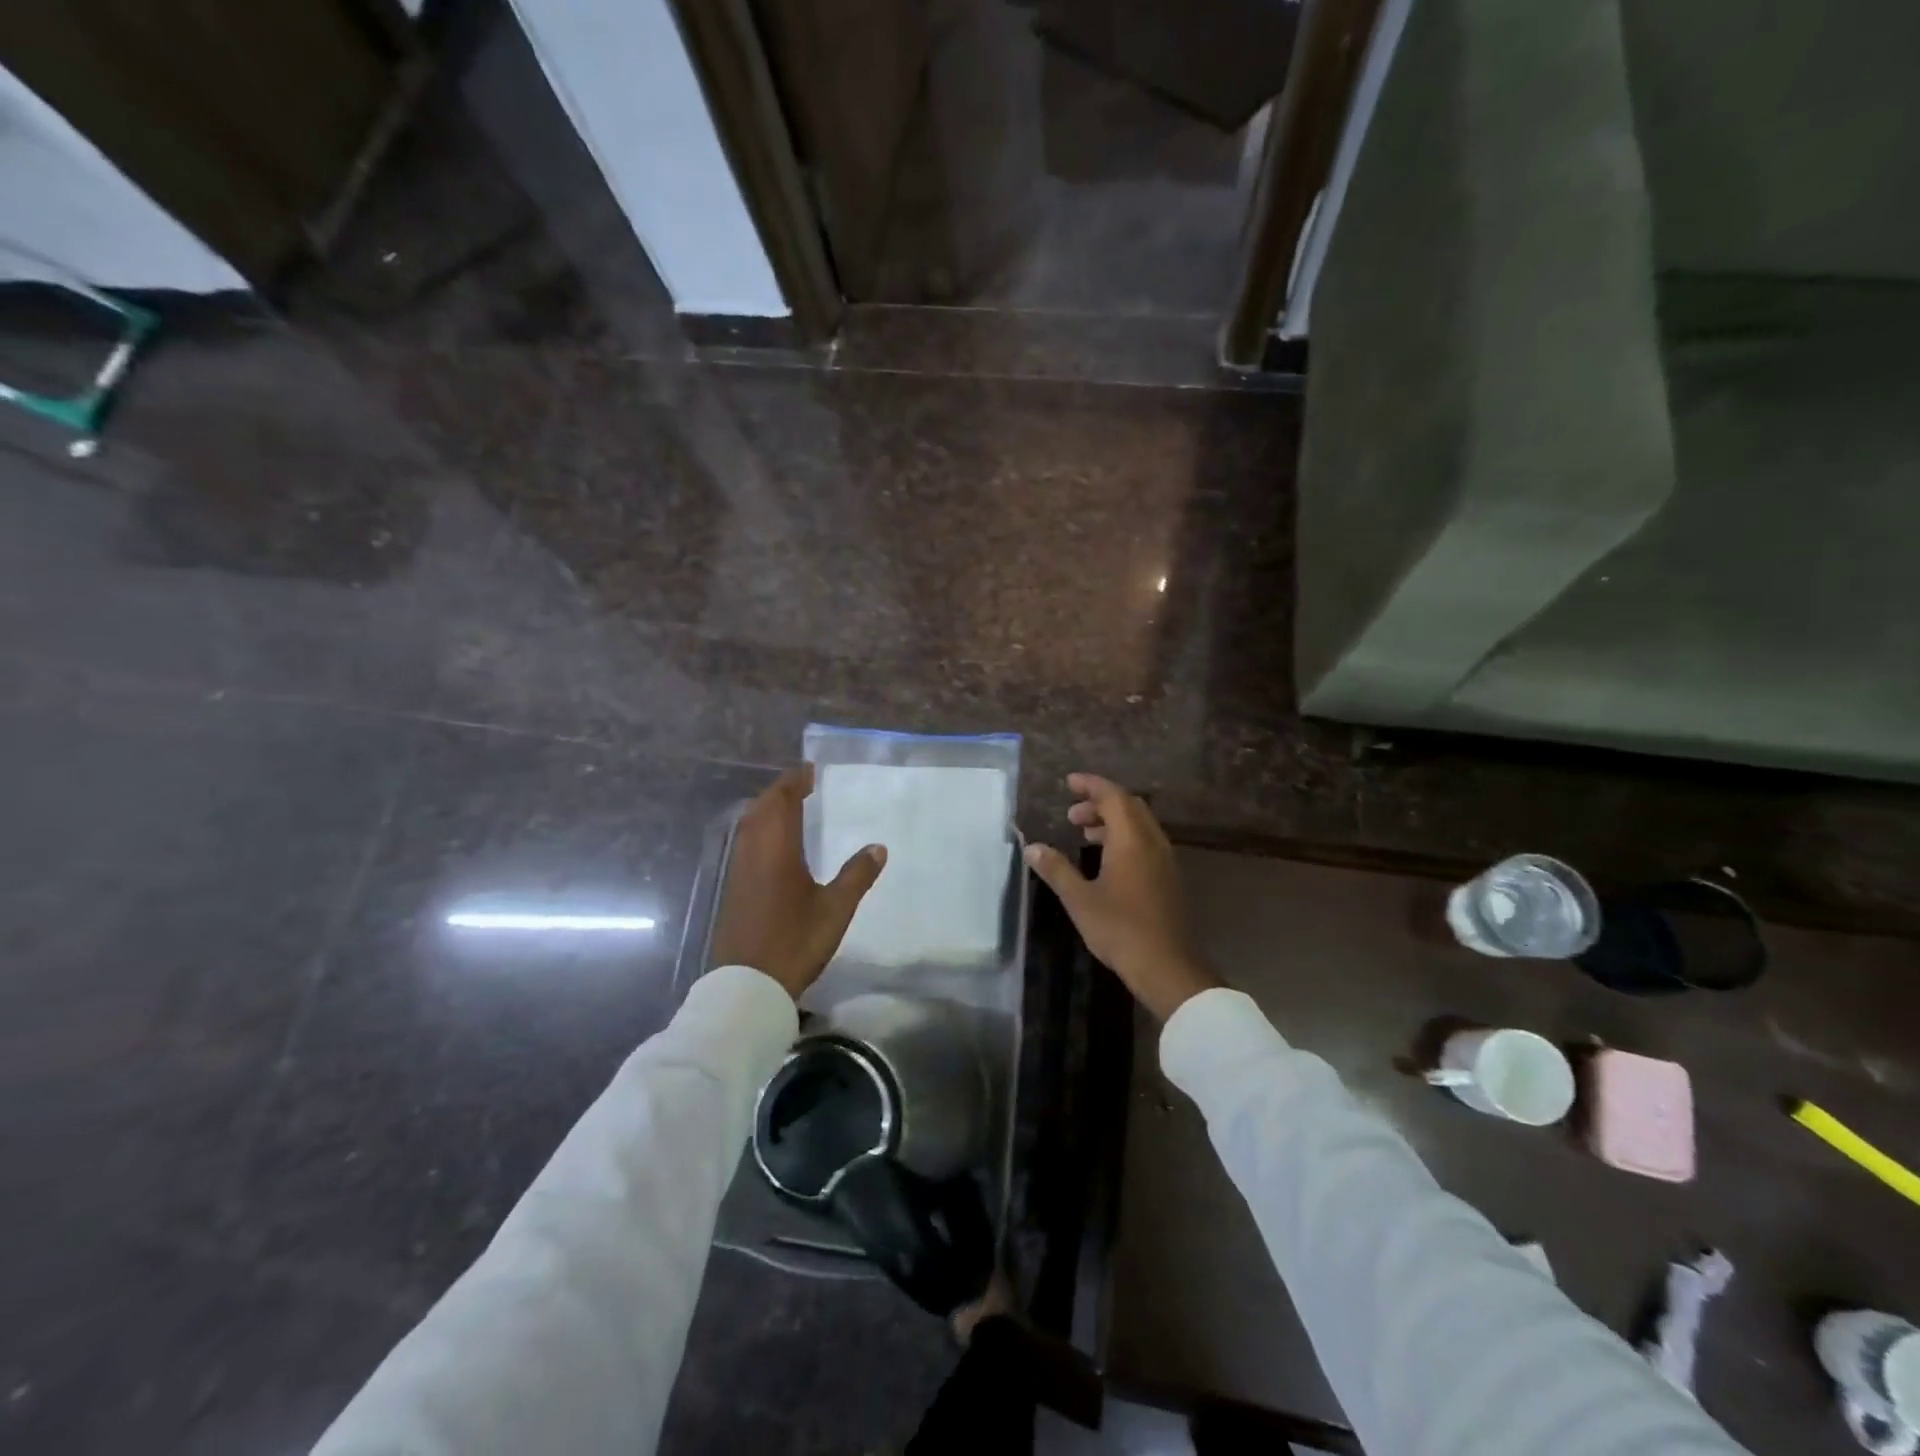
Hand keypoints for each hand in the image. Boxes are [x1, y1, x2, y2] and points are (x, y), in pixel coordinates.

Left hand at [711, 765, 886, 999]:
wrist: (748, 985)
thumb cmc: (795, 941)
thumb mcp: (835, 909)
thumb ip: (857, 875)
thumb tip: (878, 847)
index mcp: (777, 848)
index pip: (782, 800)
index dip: (795, 781)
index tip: (811, 770)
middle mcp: (753, 850)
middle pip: (762, 807)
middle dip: (780, 791)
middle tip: (804, 785)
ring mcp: (739, 869)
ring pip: (749, 824)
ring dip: (768, 809)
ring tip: (791, 807)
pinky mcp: (734, 887)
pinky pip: (746, 842)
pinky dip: (760, 829)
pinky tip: (775, 844)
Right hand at [1023, 774, 1219, 1021]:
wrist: (1167, 966)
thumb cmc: (1120, 929)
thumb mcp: (1079, 899)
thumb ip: (1056, 869)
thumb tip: (1032, 847)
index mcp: (1131, 839)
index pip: (1112, 796)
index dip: (1091, 785)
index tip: (1069, 782)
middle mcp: (1152, 841)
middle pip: (1129, 806)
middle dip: (1100, 802)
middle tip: (1072, 814)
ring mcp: (1165, 860)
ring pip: (1140, 824)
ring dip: (1113, 821)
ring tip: (1086, 833)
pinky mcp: (1169, 878)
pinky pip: (1147, 842)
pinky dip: (1126, 837)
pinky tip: (1108, 860)